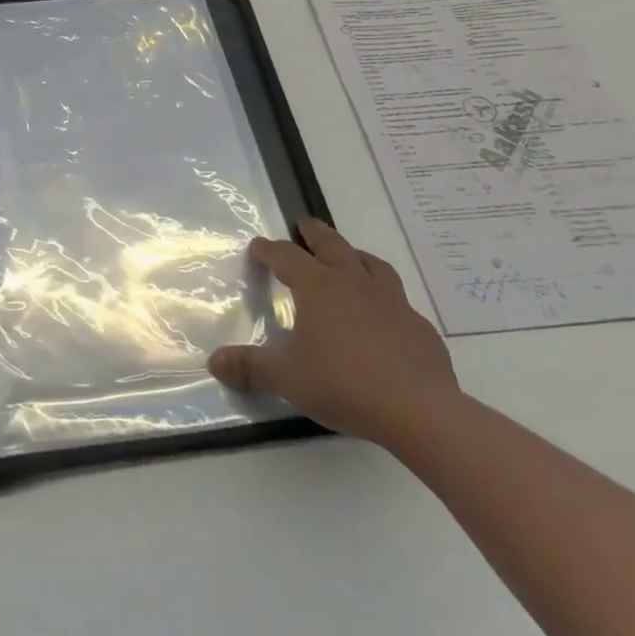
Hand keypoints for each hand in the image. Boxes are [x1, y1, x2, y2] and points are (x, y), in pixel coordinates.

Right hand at [209, 217, 459, 447]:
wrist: (419, 411)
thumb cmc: (343, 384)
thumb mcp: (286, 378)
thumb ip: (250, 367)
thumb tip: (214, 362)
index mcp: (318, 287)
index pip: (287, 256)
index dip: (269, 250)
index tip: (258, 245)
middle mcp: (354, 283)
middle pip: (332, 245)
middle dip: (315, 233)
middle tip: (304, 224)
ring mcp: (392, 303)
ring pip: (372, 265)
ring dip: (355, 256)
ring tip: (349, 257)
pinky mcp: (420, 328)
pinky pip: (399, 302)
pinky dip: (386, 299)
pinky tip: (385, 316)